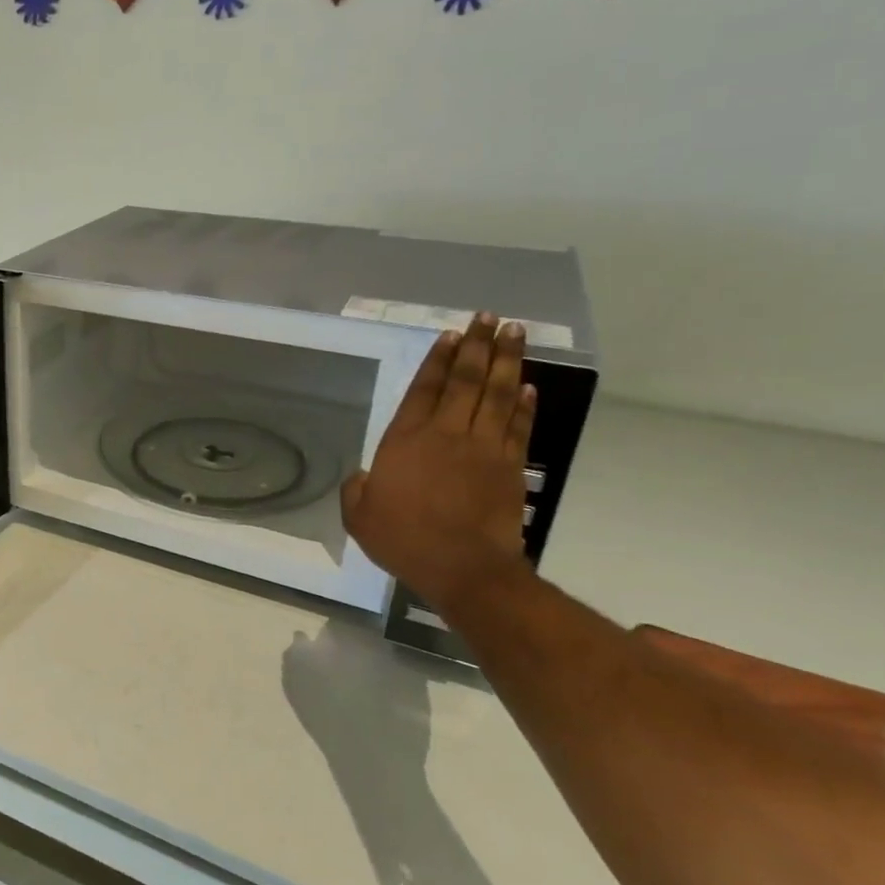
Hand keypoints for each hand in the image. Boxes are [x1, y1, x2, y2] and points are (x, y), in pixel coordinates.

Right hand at [341, 313, 536, 615]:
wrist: (463, 567)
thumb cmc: (404, 539)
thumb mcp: (360, 516)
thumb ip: (358, 489)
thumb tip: (365, 477)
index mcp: (406, 440)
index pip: (424, 388)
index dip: (437, 359)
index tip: (450, 335)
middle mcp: (447, 433)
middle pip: (465, 380)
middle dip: (477, 345)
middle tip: (488, 317)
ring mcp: (483, 447)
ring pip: (497, 393)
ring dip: (506, 360)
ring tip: (513, 332)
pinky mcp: (510, 466)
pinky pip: (517, 425)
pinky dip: (523, 403)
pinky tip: (527, 385)